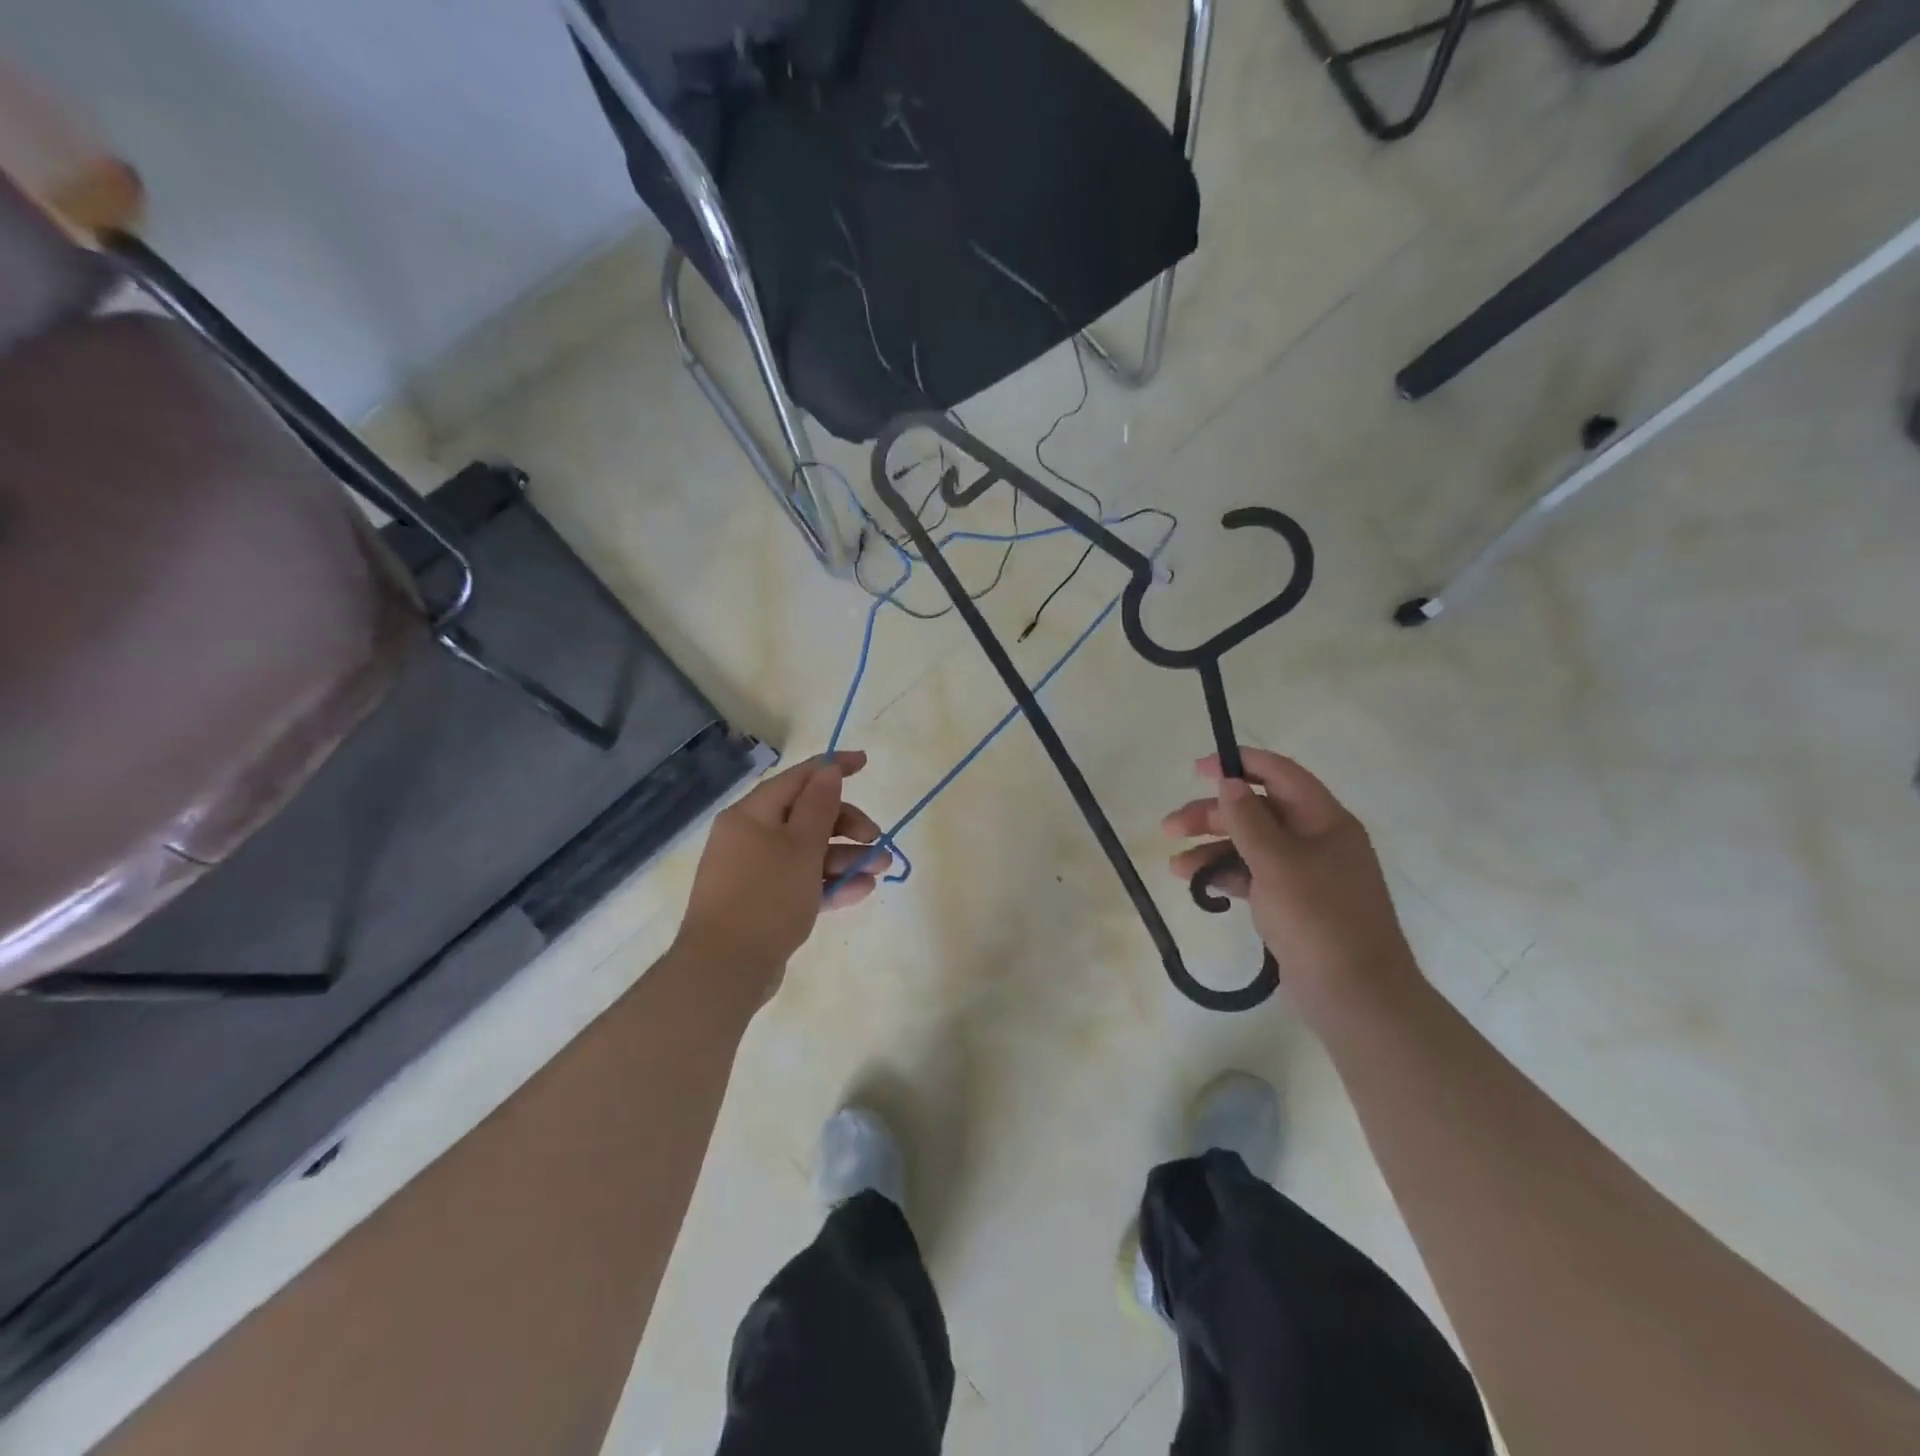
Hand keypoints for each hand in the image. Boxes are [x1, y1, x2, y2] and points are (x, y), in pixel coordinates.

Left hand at [675, 750, 888, 1006]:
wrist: (725, 969)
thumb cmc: (766, 896)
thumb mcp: (801, 847)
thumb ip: (820, 806)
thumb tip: (828, 770)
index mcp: (752, 815)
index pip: (797, 778)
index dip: (832, 768)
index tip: (865, 762)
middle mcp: (750, 838)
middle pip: (807, 817)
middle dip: (847, 825)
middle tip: (876, 838)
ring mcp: (756, 873)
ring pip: (809, 853)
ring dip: (847, 857)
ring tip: (881, 868)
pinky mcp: (764, 904)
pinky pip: (802, 883)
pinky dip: (830, 883)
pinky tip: (862, 890)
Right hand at [1163, 747, 1421, 1025]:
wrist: (1356, 997)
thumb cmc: (1319, 919)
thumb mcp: (1278, 863)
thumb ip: (1248, 820)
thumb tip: (1228, 782)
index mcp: (1324, 821)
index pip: (1280, 775)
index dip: (1239, 765)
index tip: (1196, 770)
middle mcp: (1316, 840)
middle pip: (1257, 812)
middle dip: (1212, 816)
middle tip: (1170, 828)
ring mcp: (1305, 874)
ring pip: (1250, 846)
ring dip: (1212, 850)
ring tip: (1175, 868)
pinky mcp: (1292, 904)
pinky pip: (1252, 877)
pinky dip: (1225, 876)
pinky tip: (1197, 885)